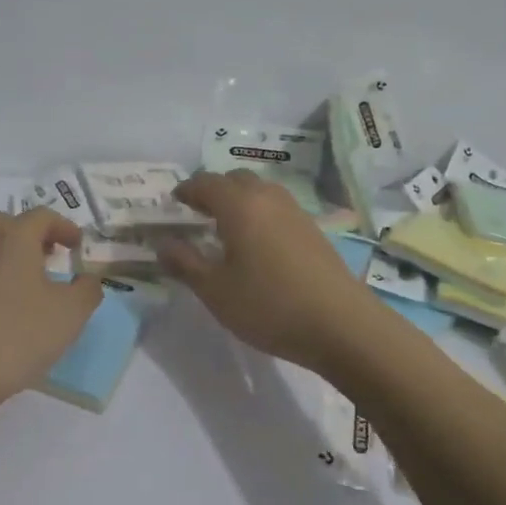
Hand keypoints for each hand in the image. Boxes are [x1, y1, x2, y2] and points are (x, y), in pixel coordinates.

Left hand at [0, 208, 103, 416]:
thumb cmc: (16, 335)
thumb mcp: (70, 314)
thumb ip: (87, 290)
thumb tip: (87, 279)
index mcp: (13, 236)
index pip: (43, 217)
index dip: (64, 227)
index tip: (76, 246)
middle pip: (7, 227)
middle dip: (31, 239)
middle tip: (48, 261)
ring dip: (2, 259)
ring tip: (18, 286)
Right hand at [159, 170, 382, 371]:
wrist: (342, 325)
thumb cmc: (270, 306)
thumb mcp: (216, 291)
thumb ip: (185, 263)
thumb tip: (163, 243)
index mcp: (240, 205)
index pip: (206, 183)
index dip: (187, 190)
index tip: (174, 201)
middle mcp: (268, 198)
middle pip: (236, 179)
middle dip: (214, 190)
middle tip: (197, 212)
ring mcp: (296, 212)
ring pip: (260, 191)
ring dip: (239, 200)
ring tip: (225, 227)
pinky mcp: (314, 230)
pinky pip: (277, 208)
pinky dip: (259, 213)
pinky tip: (257, 244)